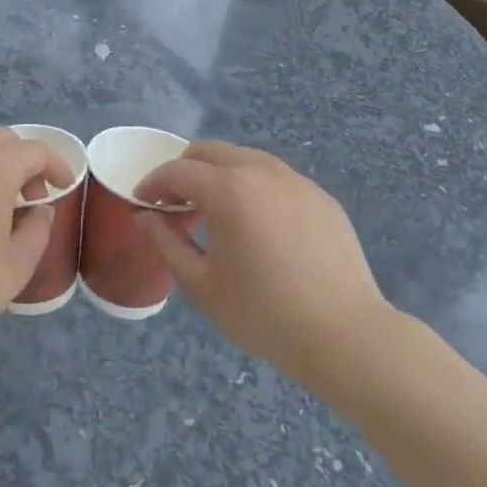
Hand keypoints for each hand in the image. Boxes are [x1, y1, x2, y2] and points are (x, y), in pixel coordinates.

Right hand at [134, 142, 393, 391]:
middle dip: (184, 171)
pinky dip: (253, 187)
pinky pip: (275, 178)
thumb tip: (145, 217)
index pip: (177, 171)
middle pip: (210, 152)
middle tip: (174, 203)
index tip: (141, 203)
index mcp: (227, 188)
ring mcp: (296, 181)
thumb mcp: (200, 283)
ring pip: (245, 159)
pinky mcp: (321, 198)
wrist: (345, 335)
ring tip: (214, 211)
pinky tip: (256, 224)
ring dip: (219, 175)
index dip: (152, 184)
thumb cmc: (262, 313)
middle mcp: (261, 171)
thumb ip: (166, 241)